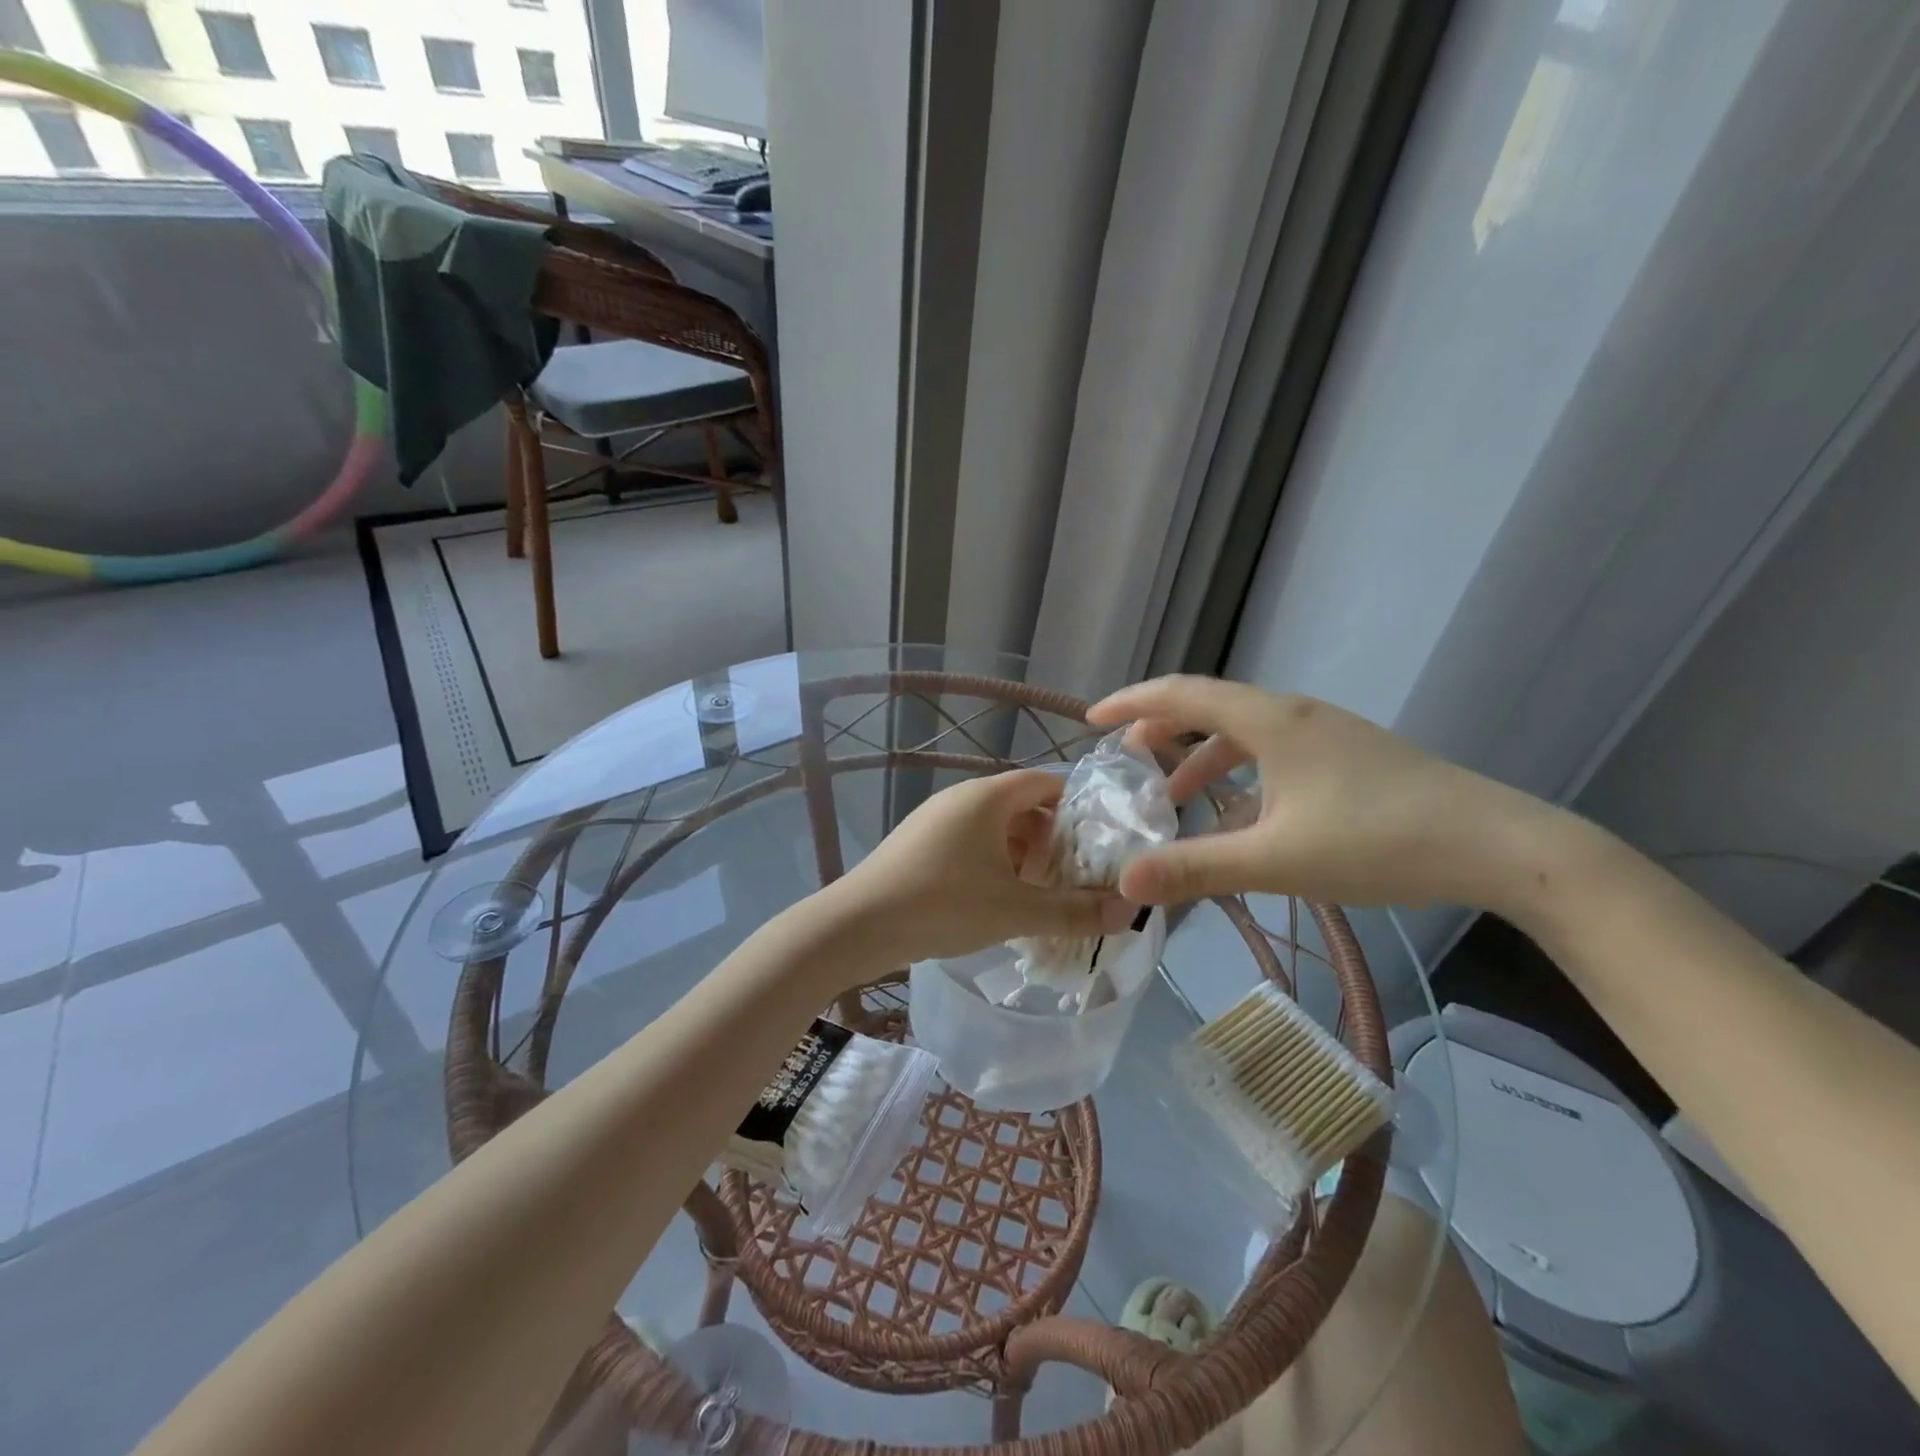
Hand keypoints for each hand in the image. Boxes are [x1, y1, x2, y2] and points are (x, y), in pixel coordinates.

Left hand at [831, 770, 1137, 962]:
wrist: (856, 925)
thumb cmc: (942, 905)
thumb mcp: (1015, 910)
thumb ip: (1074, 911)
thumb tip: (1130, 912)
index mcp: (987, 797)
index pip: (1046, 783)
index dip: (1077, 809)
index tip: (1098, 844)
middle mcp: (961, 798)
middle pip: (1022, 806)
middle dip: (1051, 839)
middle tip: (1070, 878)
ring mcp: (935, 820)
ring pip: (994, 827)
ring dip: (1021, 855)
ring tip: (1037, 895)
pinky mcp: (919, 844)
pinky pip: (969, 843)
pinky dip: (992, 864)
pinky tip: (996, 902)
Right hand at [1087, 675, 1557, 909]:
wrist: (1501, 846)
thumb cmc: (1380, 842)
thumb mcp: (1277, 860)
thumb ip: (1197, 868)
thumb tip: (1125, 882)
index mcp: (1272, 721)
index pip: (1183, 694)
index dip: (1132, 703)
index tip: (1092, 720)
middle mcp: (1295, 715)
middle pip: (1211, 707)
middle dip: (1162, 730)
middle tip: (1126, 761)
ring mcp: (1327, 735)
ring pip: (1244, 734)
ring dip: (1202, 758)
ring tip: (1173, 795)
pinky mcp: (1349, 759)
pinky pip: (1274, 755)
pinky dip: (1240, 777)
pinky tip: (1240, 820)